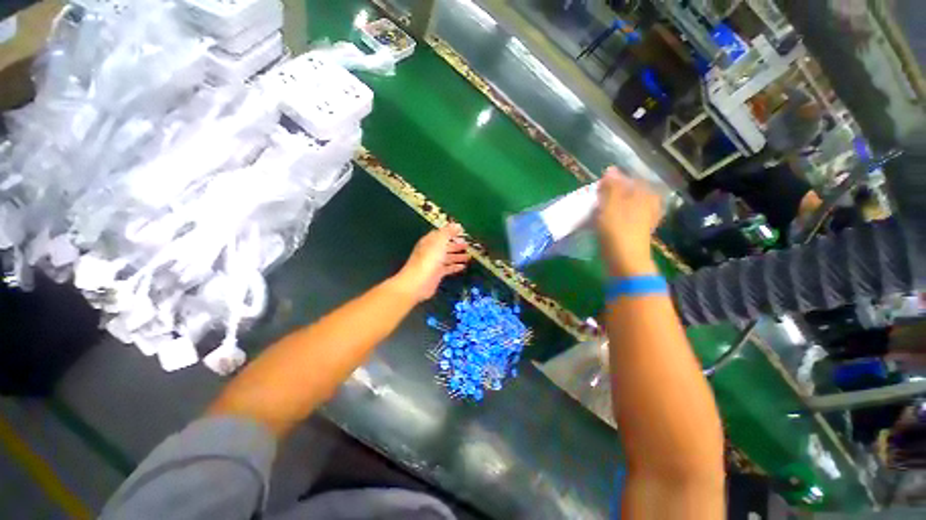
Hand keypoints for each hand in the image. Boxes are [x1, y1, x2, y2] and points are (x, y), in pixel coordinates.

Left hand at [394, 223, 469, 302]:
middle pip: (445, 246)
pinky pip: (448, 268)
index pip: (441, 234)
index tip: (461, 232)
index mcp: (430, 241)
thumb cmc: (429, 259)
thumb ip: (448, 232)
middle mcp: (431, 251)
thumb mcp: (439, 241)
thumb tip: (457, 225)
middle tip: (467, 245)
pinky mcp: (437, 274)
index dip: (451, 232)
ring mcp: (434, 263)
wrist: (418, 282)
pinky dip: (455, 267)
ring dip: (457, 256)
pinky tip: (463, 266)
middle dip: (456, 245)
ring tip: (469, 256)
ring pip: (448, 257)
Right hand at [597, 167, 661, 276]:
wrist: (625, 261)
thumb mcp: (611, 205)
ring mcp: (644, 219)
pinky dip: (616, 216)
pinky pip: (625, 217)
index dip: (614, 181)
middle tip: (598, 197)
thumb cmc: (617, 231)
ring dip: (614, 205)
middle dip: (614, 193)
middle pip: (630, 193)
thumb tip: (611, 169)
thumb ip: (611, 187)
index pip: (630, 180)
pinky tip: (607, 220)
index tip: (599, 187)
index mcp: (645, 195)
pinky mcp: (636, 232)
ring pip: (627, 205)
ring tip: (600, 208)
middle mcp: (648, 205)